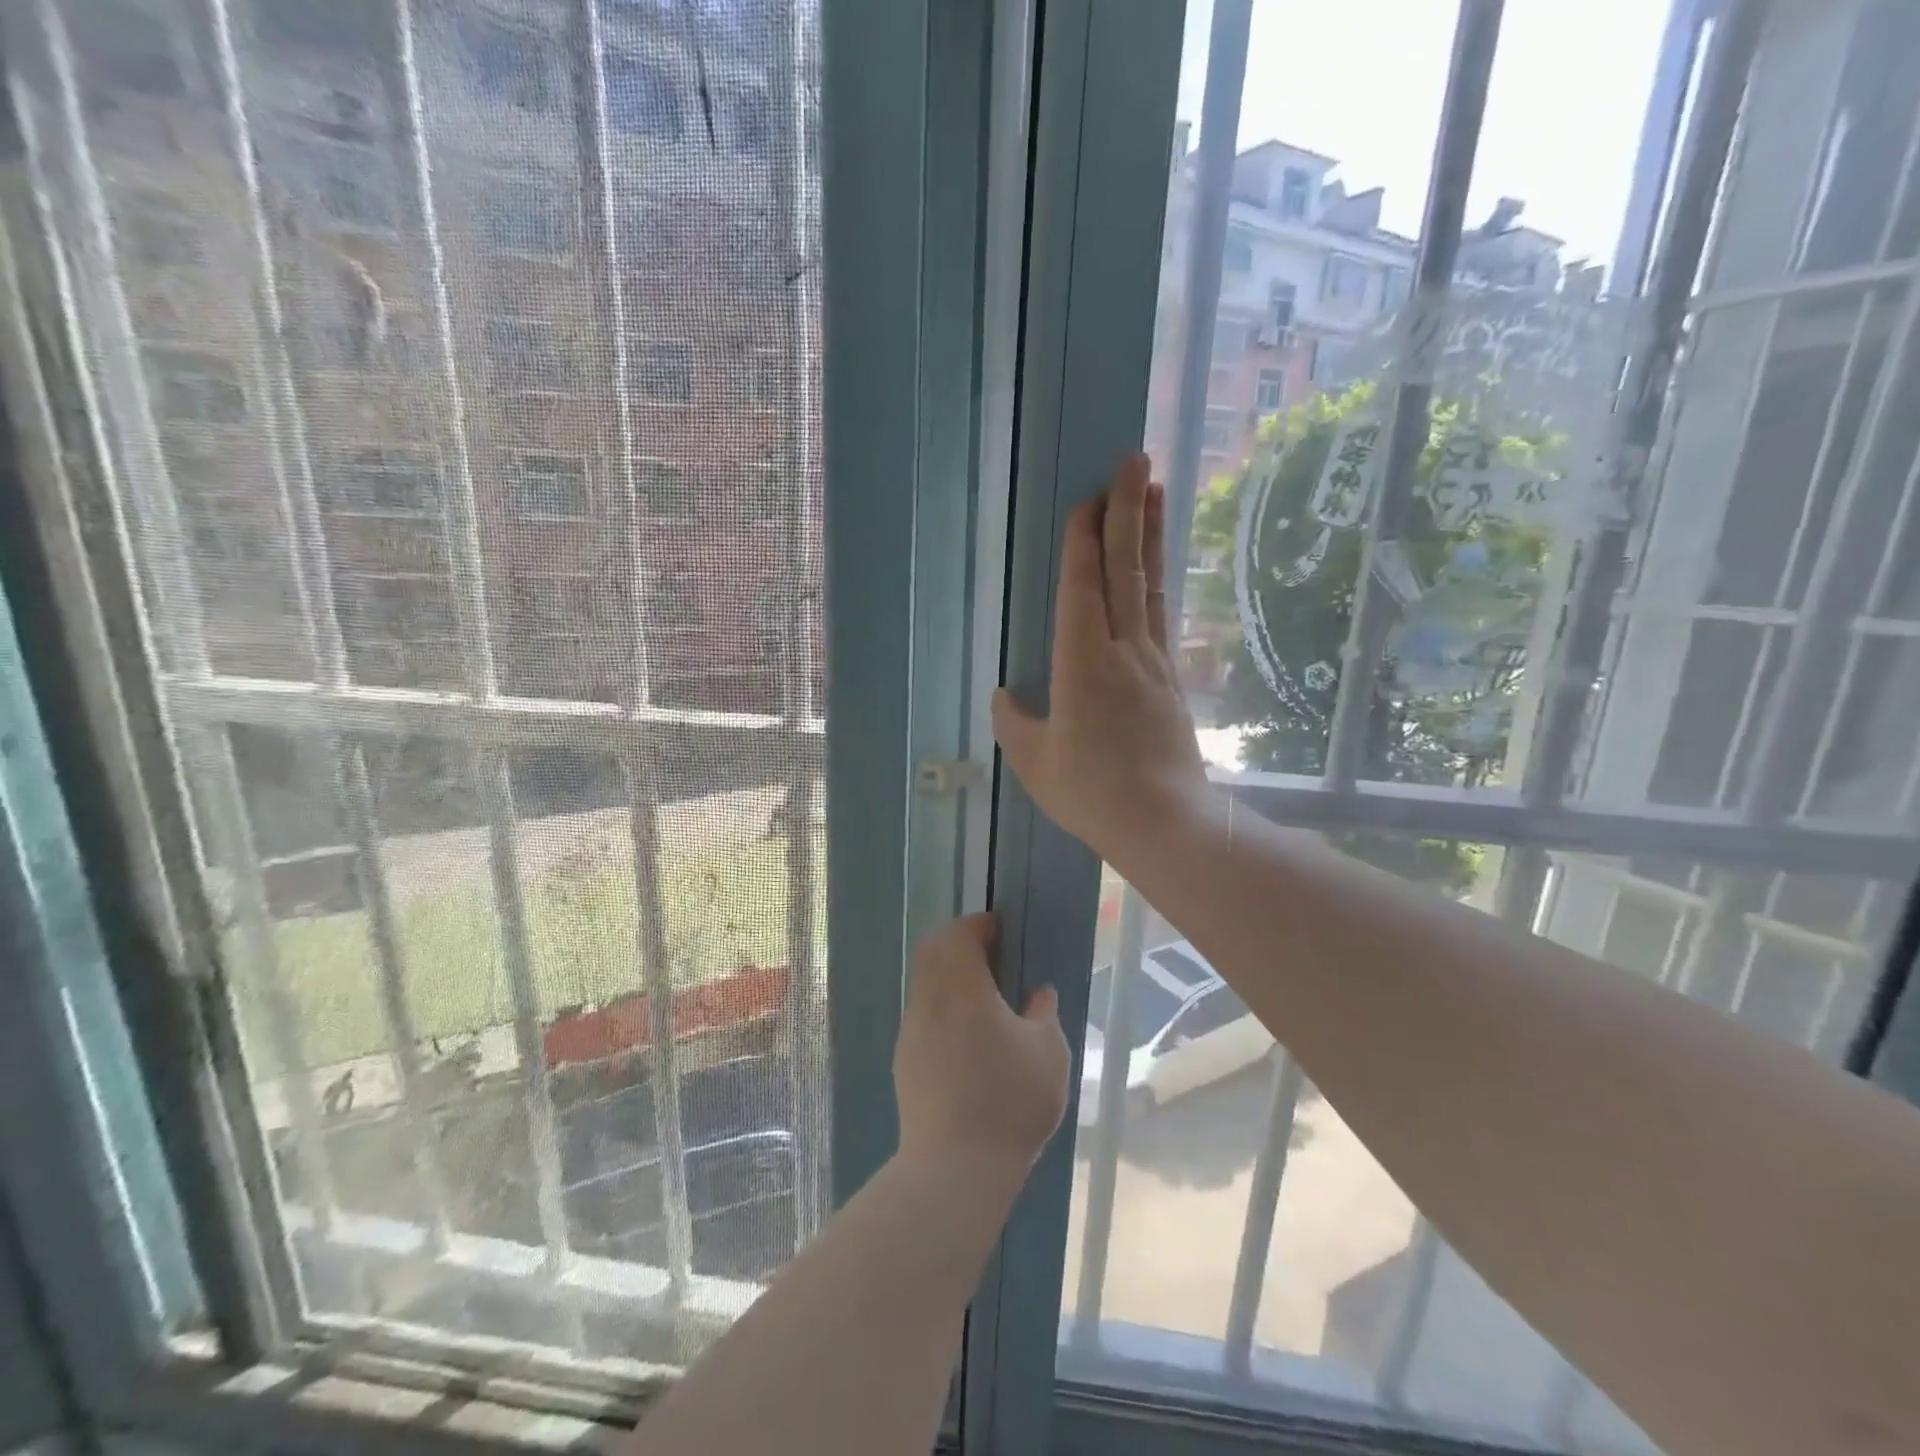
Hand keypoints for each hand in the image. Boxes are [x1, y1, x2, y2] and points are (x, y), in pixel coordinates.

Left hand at [894, 913, 1068, 1186]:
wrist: (954, 1167)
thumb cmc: (1008, 1103)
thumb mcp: (1048, 1054)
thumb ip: (1044, 1014)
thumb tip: (1038, 995)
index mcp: (963, 988)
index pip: (960, 935)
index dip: (979, 925)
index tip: (999, 928)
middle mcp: (930, 1000)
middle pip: (933, 951)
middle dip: (957, 942)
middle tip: (989, 953)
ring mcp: (912, 1030)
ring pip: (924, 983)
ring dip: (947, 976)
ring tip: (980, 995)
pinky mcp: (904, 1059)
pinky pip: (921, 1014)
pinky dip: (941, 1006)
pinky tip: (965, 1035)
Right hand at [992, 453, 1211, 867]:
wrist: (1165, 821)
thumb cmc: (1091, 792)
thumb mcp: (1034, 761)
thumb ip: (1015, 722)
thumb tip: (1007, 695)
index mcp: (1084, 663)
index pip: (1084, 588)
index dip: (1084, 540)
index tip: (1089, 497)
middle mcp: (1124, 650)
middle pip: (1125, 570)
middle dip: (1128, 512)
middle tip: (1136, 460)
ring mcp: (1154, 662)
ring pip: (1150, 586)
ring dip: (1150, 536)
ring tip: (1157, 490)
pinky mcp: (1171, 680)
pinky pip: (1161, 616)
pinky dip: (1156, 581)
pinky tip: (1155, 568)